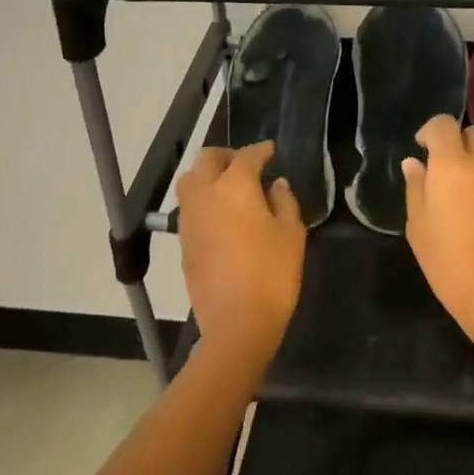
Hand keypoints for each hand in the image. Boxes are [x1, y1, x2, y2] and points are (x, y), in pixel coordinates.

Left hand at [176, 142, 305, 361]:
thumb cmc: (272, 274)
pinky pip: (189, 207)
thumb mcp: (291, 234)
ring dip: (208, 175)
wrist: (237, 323)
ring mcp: (188, 218)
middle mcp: (204, 194)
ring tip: (230, 188)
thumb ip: (284, 201)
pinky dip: (202, 200)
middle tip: (247, 166)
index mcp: (234, 186)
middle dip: (227, 156)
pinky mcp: (182, 241)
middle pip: (207, 159)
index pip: (246, 156)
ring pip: (190, 181)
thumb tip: (276, 184)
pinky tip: (221, 215)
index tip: (271, 151)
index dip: (261, 150)